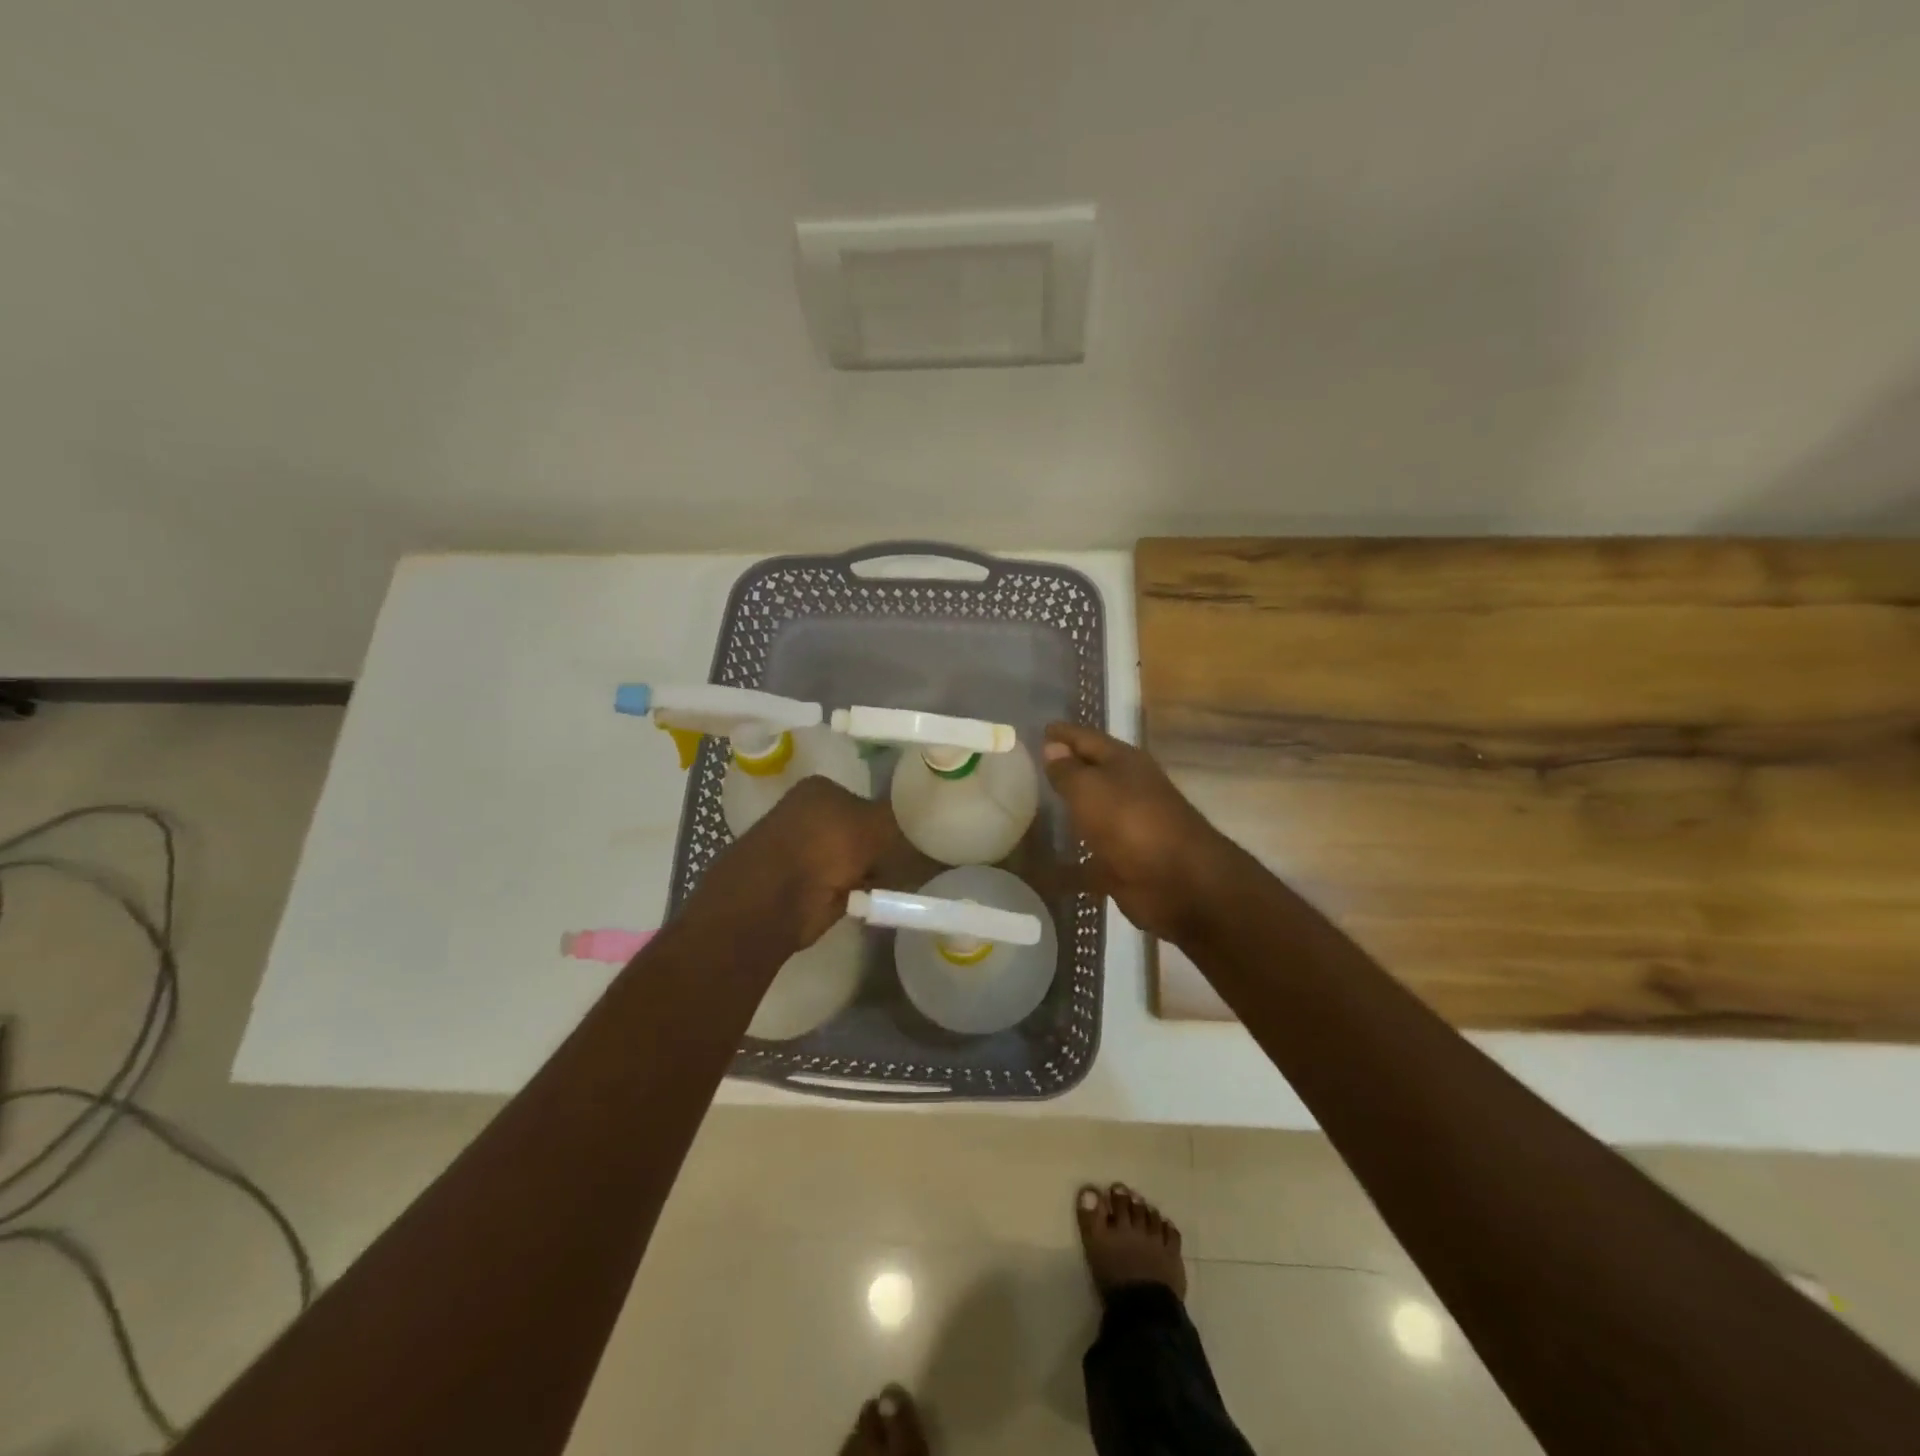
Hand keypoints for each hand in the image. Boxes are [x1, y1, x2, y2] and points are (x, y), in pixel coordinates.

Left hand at [696, 775, 901, 947]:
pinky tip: (888, 896)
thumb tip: (930, 818)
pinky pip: (852, 885)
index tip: (921, 834)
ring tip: (910, 879)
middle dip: (888, 846)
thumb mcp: (872, 825)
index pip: (870, 796)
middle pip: (866, 828)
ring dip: (879, 870)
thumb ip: (902, 821)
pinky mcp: (810, 886)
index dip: (895, 815)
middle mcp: (811, 815)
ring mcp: (808, 852)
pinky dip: (868, 892)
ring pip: (860, 858)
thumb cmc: (821, 849)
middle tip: (920, 858)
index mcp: (820, 790)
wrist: (771, 903)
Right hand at [1042, 722, 1235, 943]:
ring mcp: (1127, 829)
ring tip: (1030, 811)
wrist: (1179, 882)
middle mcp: (1127, 790)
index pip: (1087, 738)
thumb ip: (1067, 770)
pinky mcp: (1122, 864)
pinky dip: (1066, 865)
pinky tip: (1039, 869)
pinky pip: (1087, 861)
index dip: (1063, 733)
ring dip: (1066, 815)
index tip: (1038, 728)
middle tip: (1026, 769)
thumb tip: (1051, 747)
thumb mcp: (1090, 789)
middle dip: (1064, 771)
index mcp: (1124, 763)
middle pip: (1090, 776)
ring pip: (1090, 816)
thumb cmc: (1131, 822)